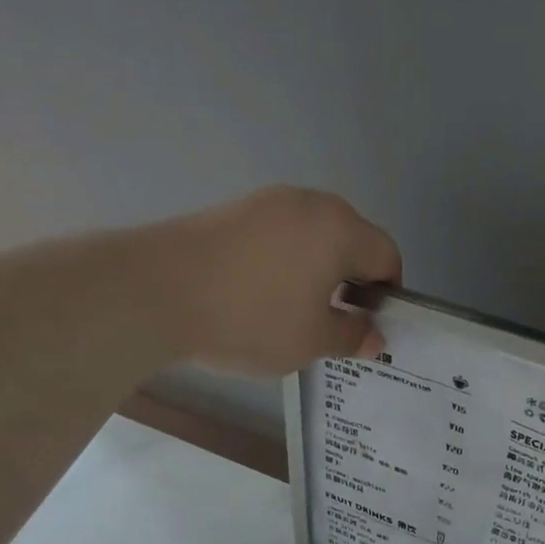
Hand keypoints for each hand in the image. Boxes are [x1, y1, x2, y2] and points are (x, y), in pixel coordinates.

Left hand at [170, 186, 401, 375]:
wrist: (157, 291)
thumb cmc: (253, 318)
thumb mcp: (312, 341)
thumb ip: (351, 336)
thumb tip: (373, 335)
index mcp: (341, 229)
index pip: (387, 256)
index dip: (387, 295)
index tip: (367, 326)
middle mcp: (310, 203)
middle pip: (352, 241)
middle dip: (352, 282)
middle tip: (334, 323)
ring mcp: (268, 202)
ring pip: (314, 238)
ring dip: (318, 273)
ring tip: (295, 313)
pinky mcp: (234, 210)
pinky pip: (280, 237)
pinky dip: (285, 264)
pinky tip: (261, 296)